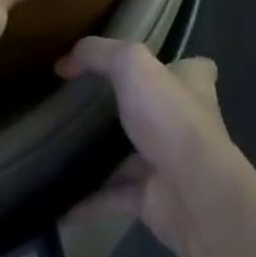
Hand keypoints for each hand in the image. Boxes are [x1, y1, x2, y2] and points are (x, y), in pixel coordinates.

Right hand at [58, 38, 233, 256]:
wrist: (194, 193)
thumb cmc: (170, 117)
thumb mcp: (132, 65)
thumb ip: (98, 54)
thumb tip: (64, 63)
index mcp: (191, 85)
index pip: (190, 69)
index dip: (172, 65)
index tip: (143, 66)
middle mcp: (185, 122)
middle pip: (156, 110)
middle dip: (127, 110)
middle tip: (83, 106)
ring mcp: (169, 162)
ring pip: (130, 157)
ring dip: (102, 159)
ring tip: (62, 151)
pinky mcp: (153, 198)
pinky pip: (114, 197)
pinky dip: (89, 201)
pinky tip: (60, 202)